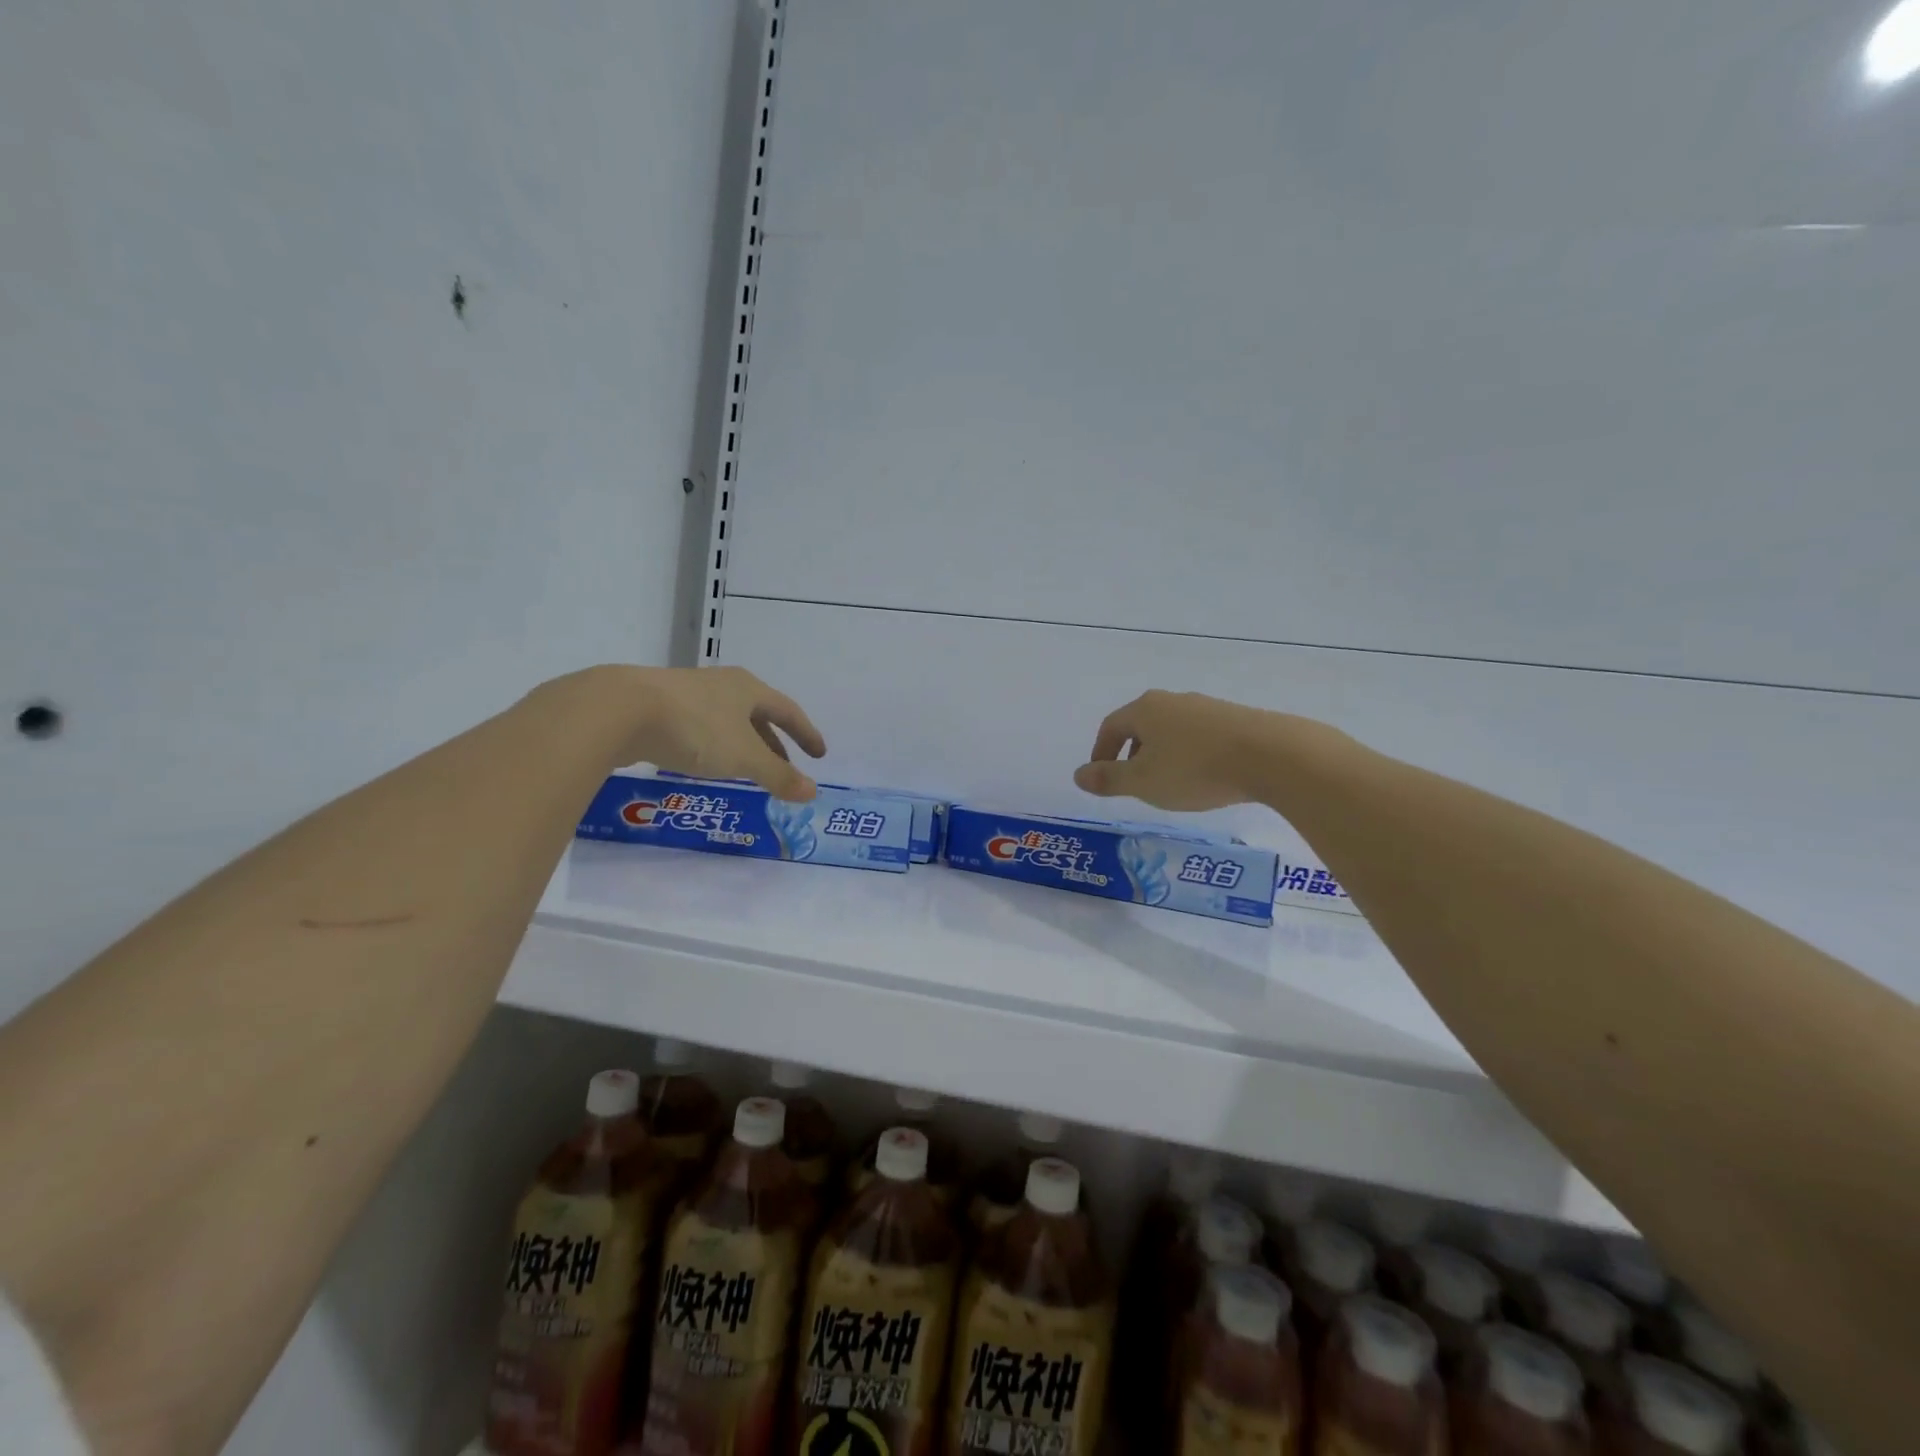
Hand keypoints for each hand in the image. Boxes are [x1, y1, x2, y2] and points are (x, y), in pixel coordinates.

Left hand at [574, 665, 826, 800]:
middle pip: (757, 714)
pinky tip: (702, 763)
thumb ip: (778, 776)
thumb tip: (812, 792)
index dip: (806, 733)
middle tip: (783, 767)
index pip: (788, 711)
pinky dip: (712, 746)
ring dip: (742, 744)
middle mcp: (721, 685)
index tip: (819, 753)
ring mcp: (687, 693)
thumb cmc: (695, 729)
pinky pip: (698, 727)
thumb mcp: (743, 758)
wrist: (619, 710)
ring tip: (745, 769)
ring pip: (726, 721)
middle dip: (773, 743)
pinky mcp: (657, 707)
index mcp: (748, 689)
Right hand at [1072, 689, 1310, 811]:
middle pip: (1142, 724)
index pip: (1111, 726)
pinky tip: (1203, 776)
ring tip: (1169, 783)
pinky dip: (1191, 754)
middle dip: (1132, 753)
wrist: (1270, 756)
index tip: (1101, 776)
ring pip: (1172, 730)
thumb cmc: (1194, 769)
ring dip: (1163, 754)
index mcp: (1145, 709)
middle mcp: (1173, 701)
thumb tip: (1078, 775)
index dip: (1101, 752)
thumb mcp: (1143, 782)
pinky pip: (1200, 736)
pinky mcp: (1235, 719)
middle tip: (1134, 781)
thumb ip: (1108, 779)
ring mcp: (1206, 707)